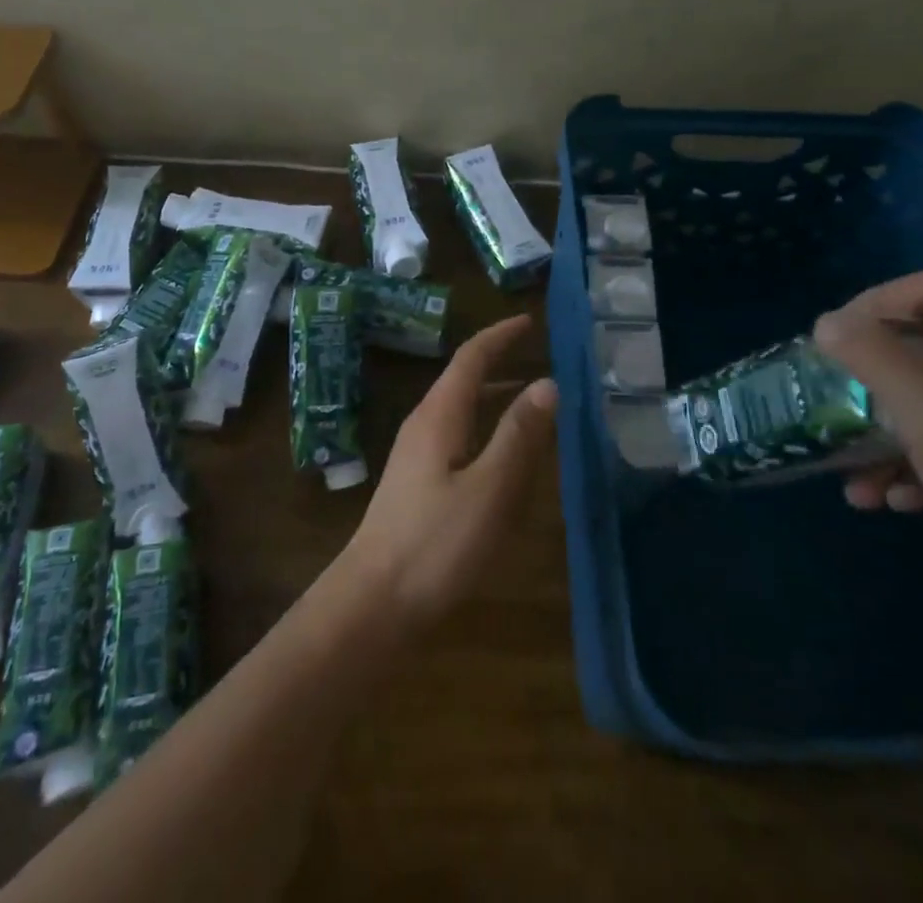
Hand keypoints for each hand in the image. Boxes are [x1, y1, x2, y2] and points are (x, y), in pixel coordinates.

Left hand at [340, 314, 556, 630]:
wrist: (373, 602)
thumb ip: (519, 435)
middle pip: (464, 378)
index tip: (529, 320)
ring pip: (461, 409)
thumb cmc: (435, 543)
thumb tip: (548, 382)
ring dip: (494, 395)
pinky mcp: (418, 482)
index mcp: (439, 415)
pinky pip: (458, 436)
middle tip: (539, 355)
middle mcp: (425, 424)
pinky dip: (485, 427)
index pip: (471, 357)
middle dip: (499, 361)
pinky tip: (504, 454)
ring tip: (531, 398)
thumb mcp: (490, 489)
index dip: (500, 336)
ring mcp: (417, 454)